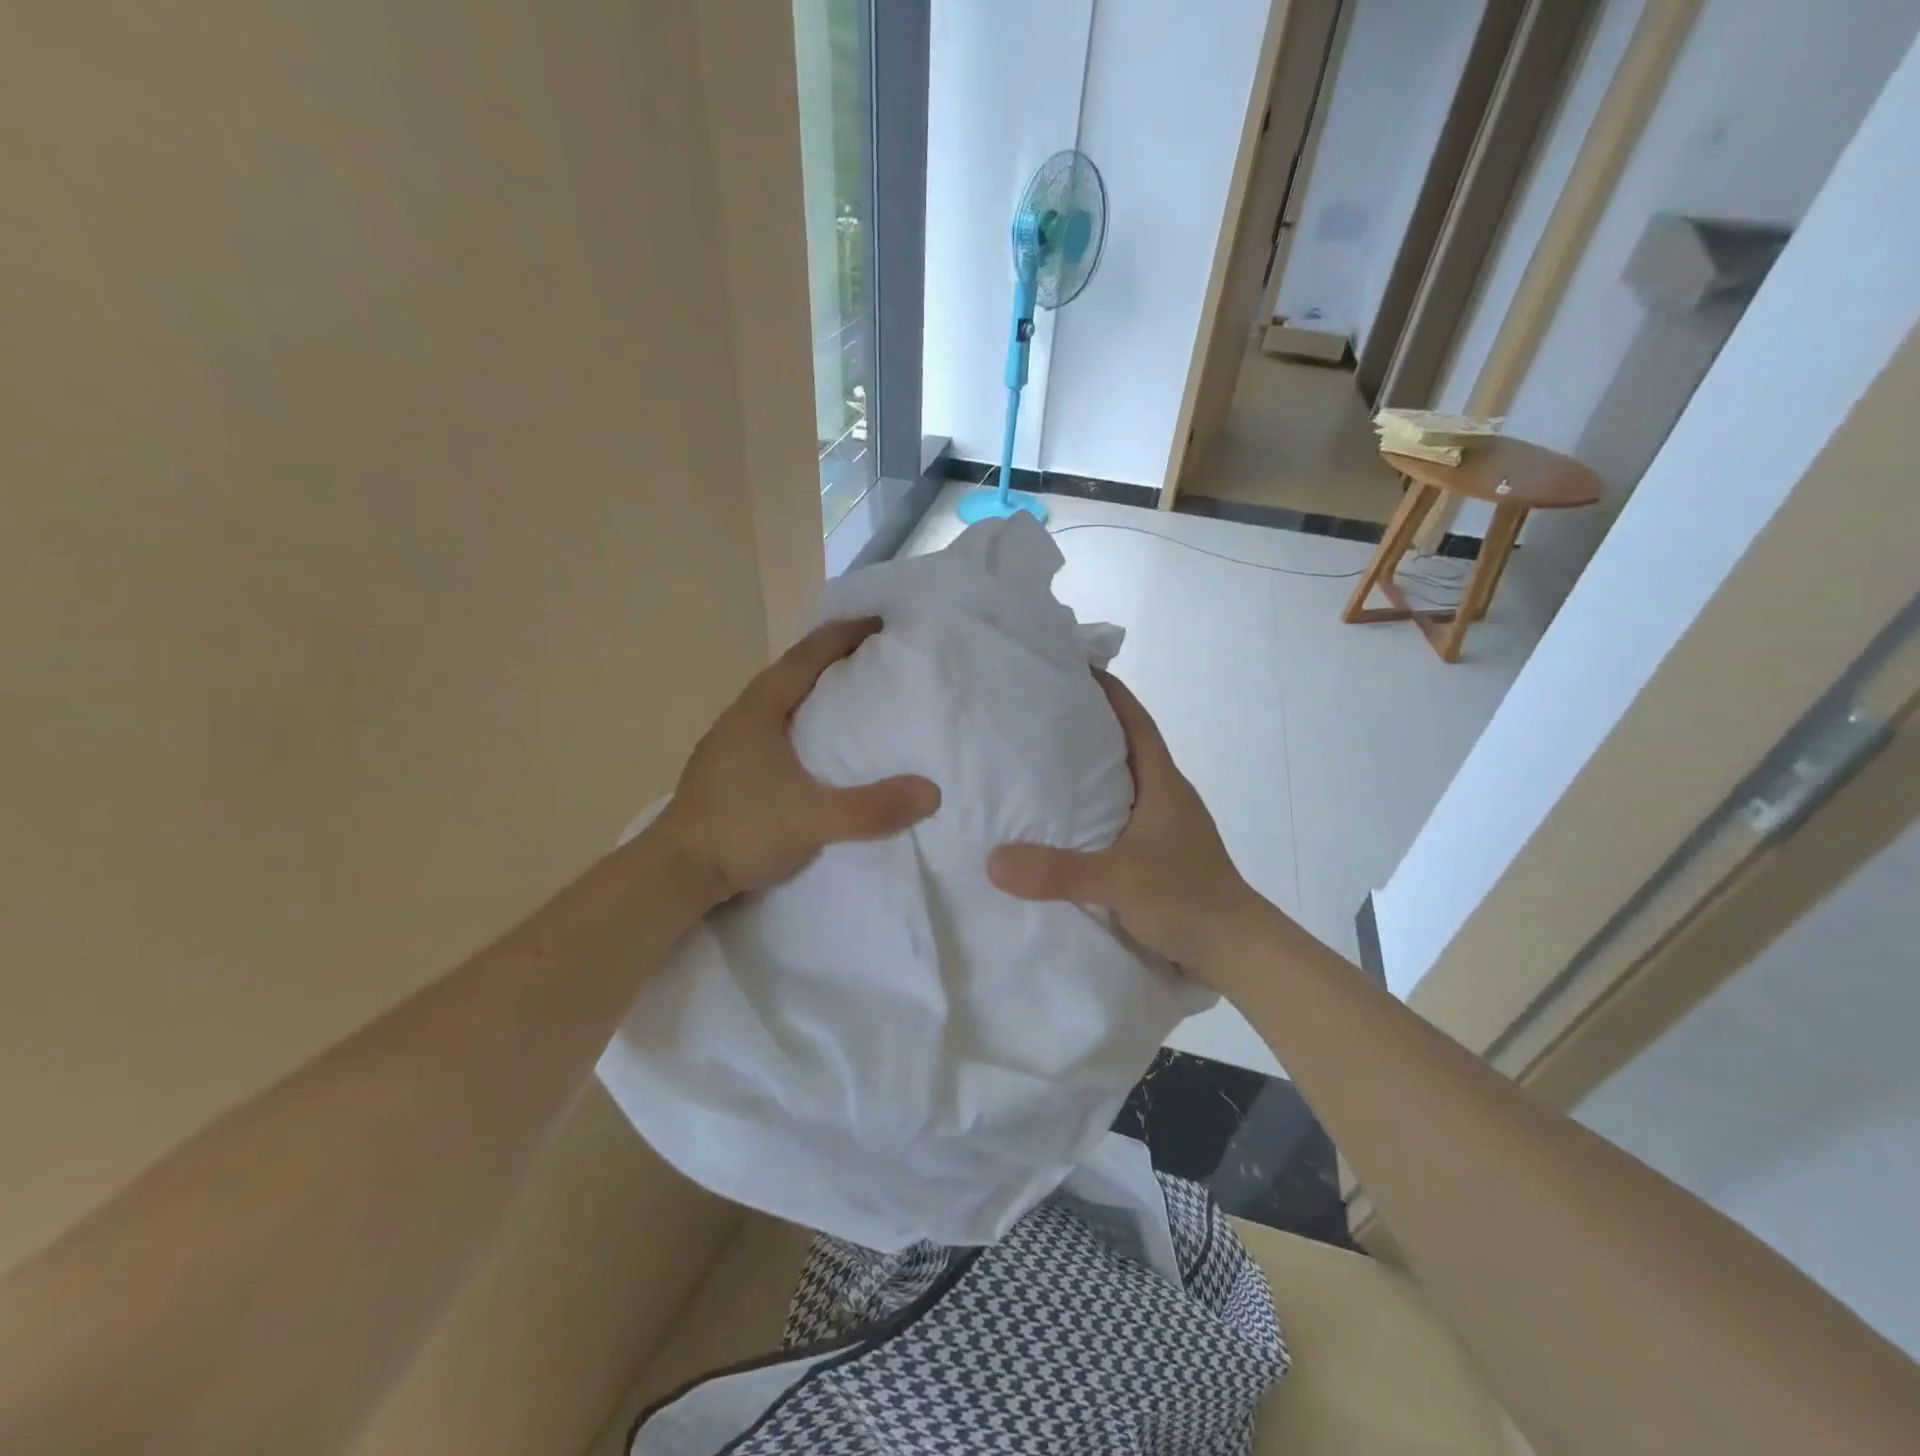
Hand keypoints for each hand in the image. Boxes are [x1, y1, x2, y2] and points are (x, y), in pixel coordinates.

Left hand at [655, 618, 940, 904]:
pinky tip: (809, 745)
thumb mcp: (813, 820)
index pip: (805, 658)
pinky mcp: (724, 771)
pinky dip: (795, 720)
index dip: (842, 636)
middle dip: (827, 657)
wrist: (674, 874)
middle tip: (866, 655)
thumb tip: (931, 792)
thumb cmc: (741, 832)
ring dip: (808, 689)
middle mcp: (739, 718)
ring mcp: (726, 745)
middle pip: (787, 672)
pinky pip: (768, 728)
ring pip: (774, 701)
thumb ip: (871, 808)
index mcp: (758, 712)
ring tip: (842, 695)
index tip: (876, 622)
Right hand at [987, 671, 1268, 980]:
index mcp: (1163, 785)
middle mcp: (1166, 798)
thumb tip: (993, 860)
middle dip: (1090, 729)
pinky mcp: (1161, 858)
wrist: (1238, 953)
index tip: (1076, 669)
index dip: (1110, 693)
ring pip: (1124, 786)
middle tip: (1041, 718)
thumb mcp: (1119, 881)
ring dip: (1092, 774)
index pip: (1136, 723)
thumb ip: (1059, 871)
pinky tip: (1066, 829)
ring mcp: (1166, 830)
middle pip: (1127, 749)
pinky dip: (1096, 814)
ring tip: (1043, 769)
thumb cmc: (1187, 900)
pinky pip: (1121, 821)